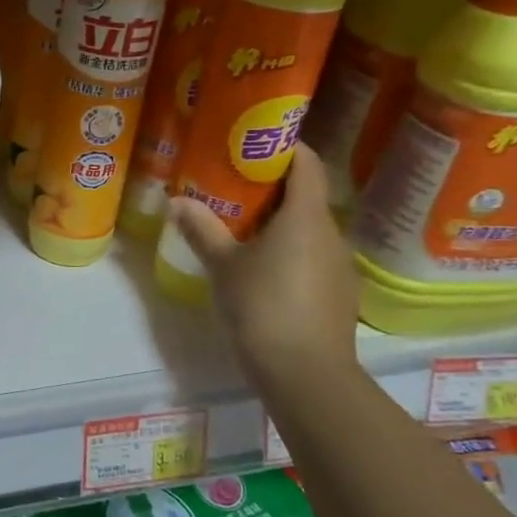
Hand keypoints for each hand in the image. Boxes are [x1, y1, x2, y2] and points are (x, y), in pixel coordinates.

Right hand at [169, 143, 359, 389]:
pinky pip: (313, 257)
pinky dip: (290, 251)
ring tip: (242, 228)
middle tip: (232, 187)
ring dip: (280, 222)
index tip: (254, 143)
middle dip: (271, 188)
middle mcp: (331, 233)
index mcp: (306, 217)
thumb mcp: (223, 266)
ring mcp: (339, 265)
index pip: (307, 164)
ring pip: (309, 229)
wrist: (305, 373)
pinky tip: (263, 270)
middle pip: (306, 196)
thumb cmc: (263, 306)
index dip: (285, 146)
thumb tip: (177, 201)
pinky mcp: (339, 293)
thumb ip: (202, 229)